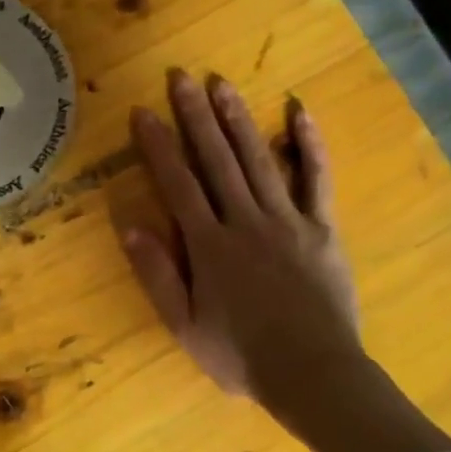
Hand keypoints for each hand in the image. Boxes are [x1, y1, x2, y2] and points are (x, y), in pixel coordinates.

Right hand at [124, 70, 361, 404]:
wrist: (314, 374)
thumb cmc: (242, 356)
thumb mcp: (185, 326)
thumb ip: (157, 275)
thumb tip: (129, 225)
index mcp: (209, 246)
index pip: (178, 184)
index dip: (158, 146)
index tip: (143, 112)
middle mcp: (245, 221)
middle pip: (216, 159)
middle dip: (196, 116)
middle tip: (181, 77)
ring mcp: (287, 220)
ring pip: (258, 159)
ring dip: (238, 119)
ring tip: (222, 84)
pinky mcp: (322, 227)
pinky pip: (316, 179)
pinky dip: (309, 144)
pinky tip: (298, 111)